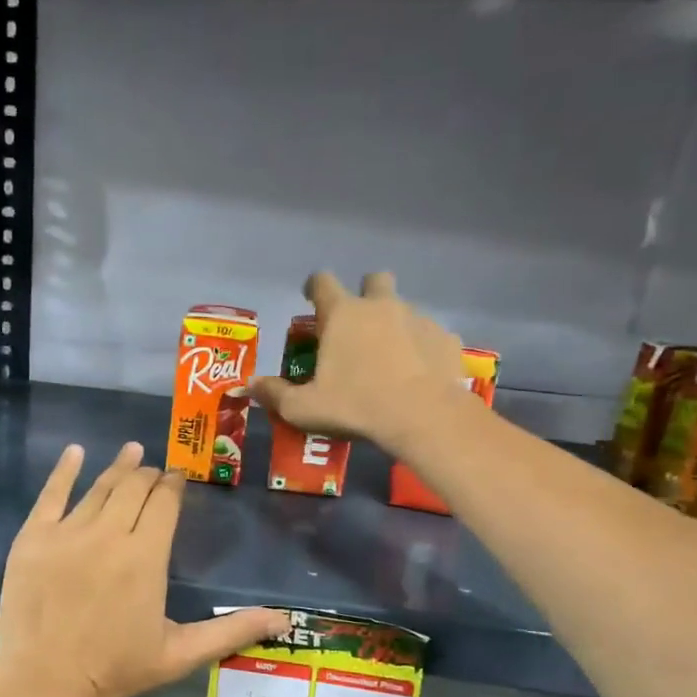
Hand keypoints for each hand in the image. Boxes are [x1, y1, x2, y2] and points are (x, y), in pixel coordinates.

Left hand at [0, 442, 286, 696]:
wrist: (44, 682)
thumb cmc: (115, 670)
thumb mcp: (180, 654)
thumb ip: (232, 630)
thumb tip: (286, 620)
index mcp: (146, 555)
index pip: (164, 502)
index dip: (174, 484)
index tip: (178, 477)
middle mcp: (109, 533)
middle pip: (133, 487)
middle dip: (148, 474)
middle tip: (154, 470)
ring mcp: (67, 532)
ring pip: (98, 487)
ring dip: (118, 467)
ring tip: (131, 451)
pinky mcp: (33, 538)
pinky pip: (50, 494)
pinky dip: (64, 470)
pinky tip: (75, 451)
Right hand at [251, 271, 474, 453]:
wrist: (423, 416)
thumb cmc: (355, 405)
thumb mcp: (304, 408)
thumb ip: (275, 394)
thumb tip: (250, 386)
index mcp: (342, 314)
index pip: (322, 282)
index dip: (313, 286)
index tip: (310, 297)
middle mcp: (381, 306)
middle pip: (374, 280)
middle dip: (366, 293)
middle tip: (357, 324)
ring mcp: (419, 319)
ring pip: (404, 309)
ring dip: (394, 324)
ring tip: (388, 358)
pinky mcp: (446, 339)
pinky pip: (430, 336)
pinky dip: (421, 349)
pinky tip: (417, 374)